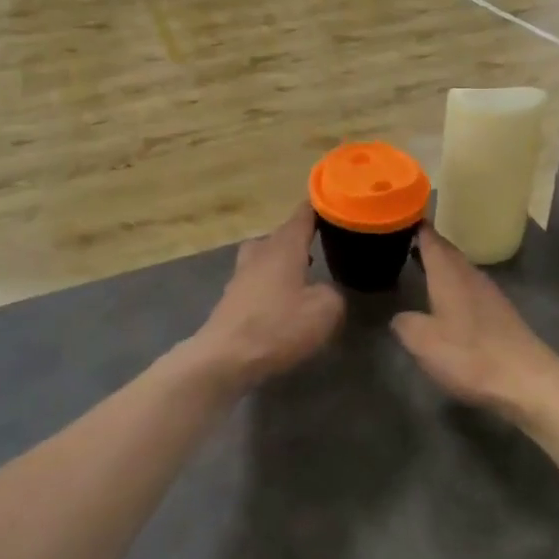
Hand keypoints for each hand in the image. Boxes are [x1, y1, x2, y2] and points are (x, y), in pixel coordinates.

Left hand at [185, 205, 342, 390]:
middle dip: (300, 237)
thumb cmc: (278, 326)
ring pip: (265, 256)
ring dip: (283, 260)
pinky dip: (271, 283)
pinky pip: (257, 280)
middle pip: (281, 235)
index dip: (318, 207)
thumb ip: (333, 294)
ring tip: (304, 273)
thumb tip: (326, 291)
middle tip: (322, 243)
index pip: (303, 215)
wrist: (225, 358)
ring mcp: (241, 275)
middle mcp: (260, 253)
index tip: (333, 201)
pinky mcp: (232, 299)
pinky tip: (283, 301)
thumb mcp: (324, 311)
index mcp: (284, 246)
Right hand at [392, 226, 558, 418]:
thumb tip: (399, 316)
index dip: (413, 224)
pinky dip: (452, 283)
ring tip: (416, 266)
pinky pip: (469, 285)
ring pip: (458, 267)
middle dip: (424, 243)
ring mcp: (488, 292)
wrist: (527, 381)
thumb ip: (405, 324)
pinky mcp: (499, 311)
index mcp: (448, 273)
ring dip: (439, 264)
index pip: (429, 237)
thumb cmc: (470, 355)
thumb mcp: (423, 342)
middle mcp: (469, 274)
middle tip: (399, 241)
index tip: (395, 216)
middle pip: (445, 249)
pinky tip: (444, 299)